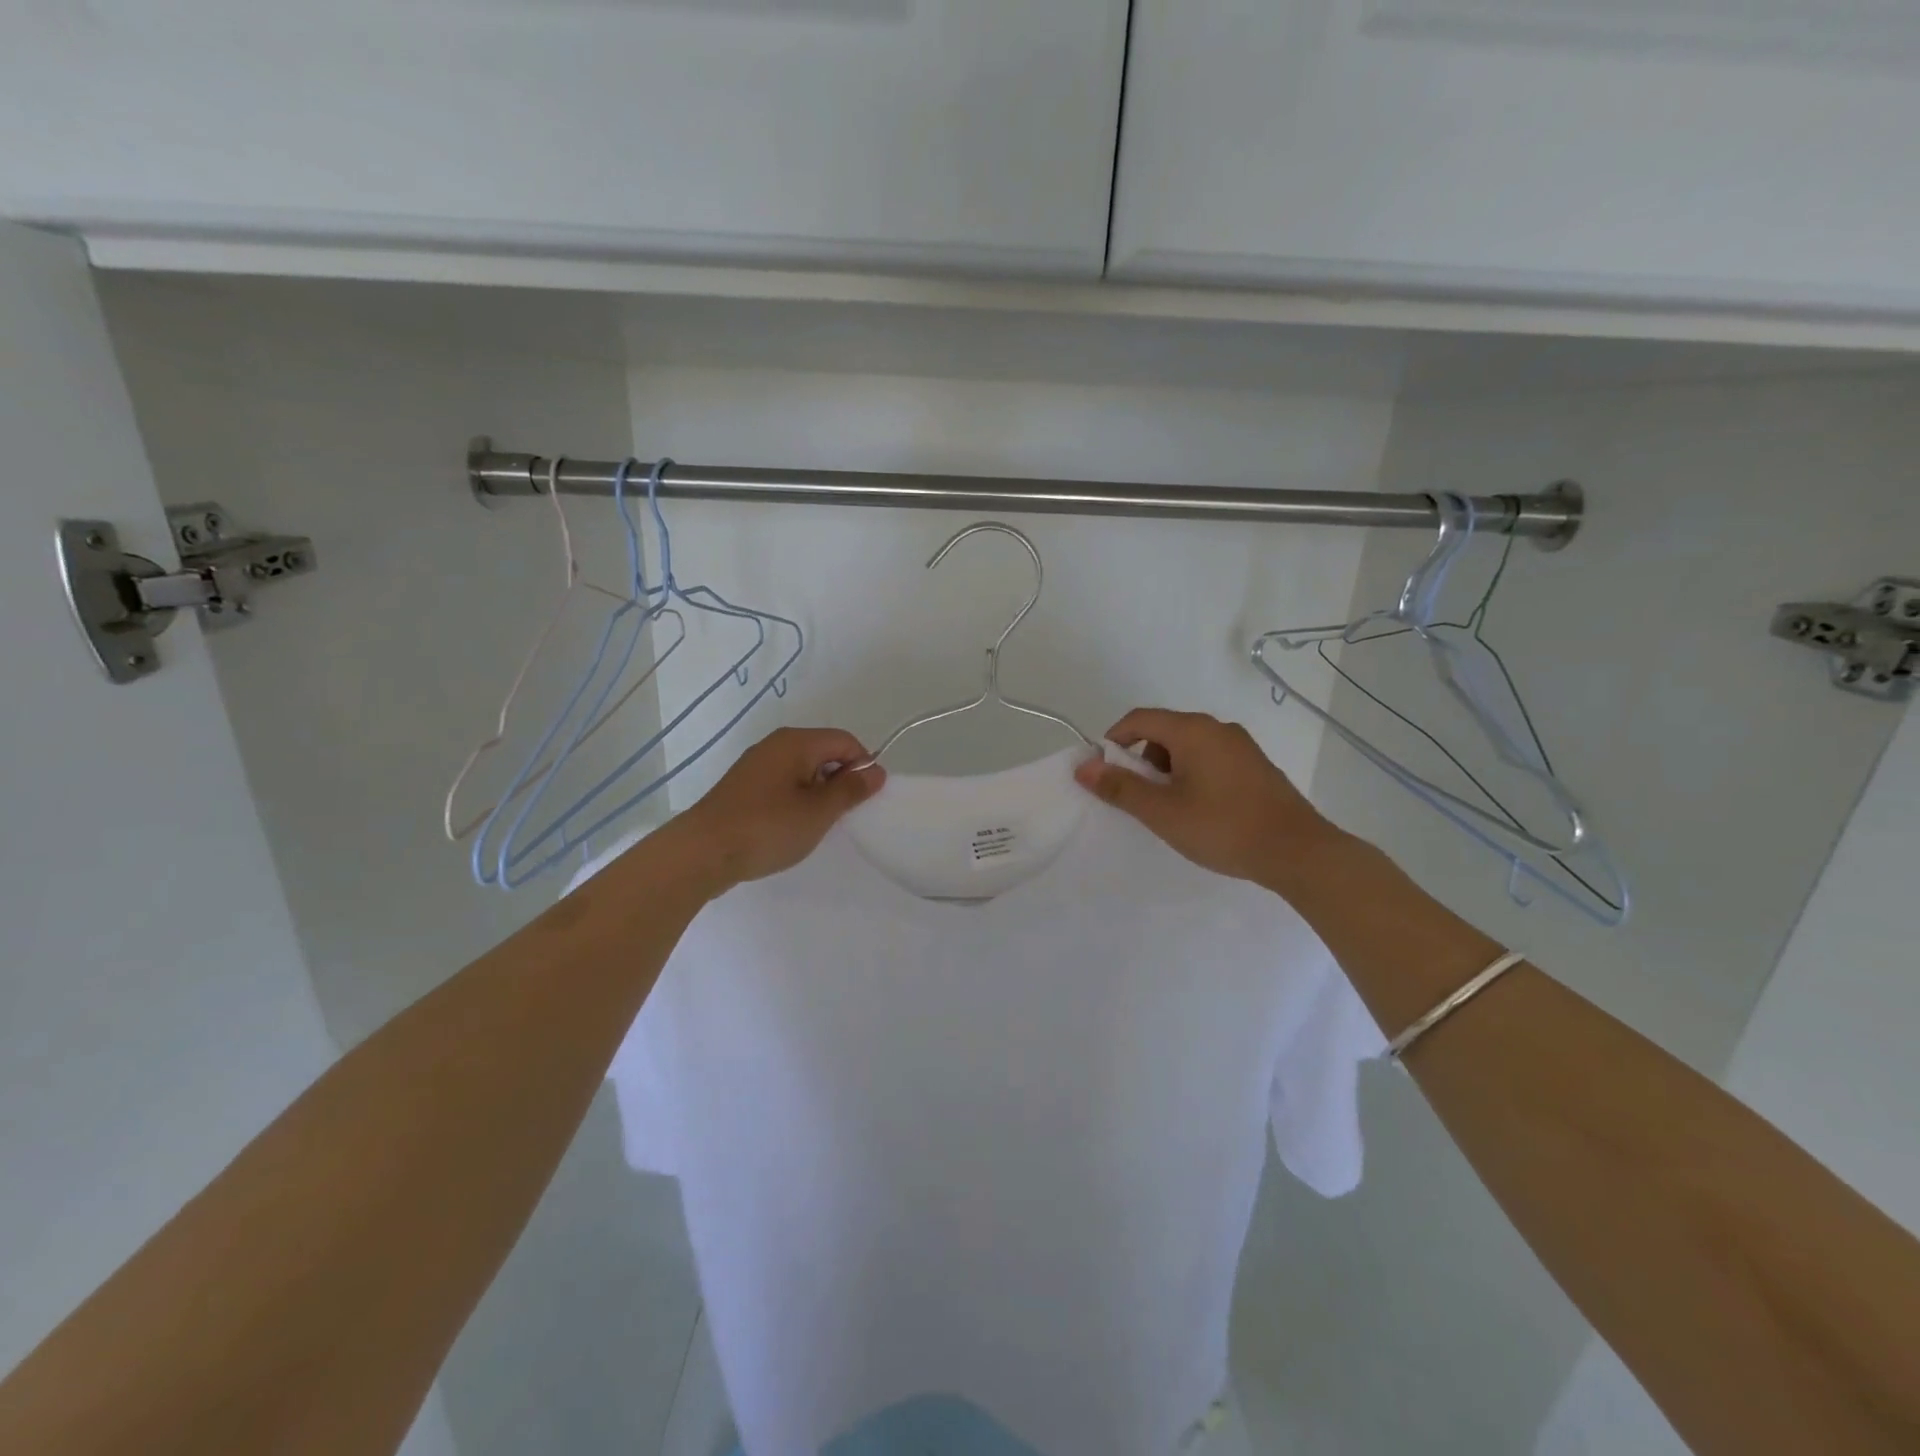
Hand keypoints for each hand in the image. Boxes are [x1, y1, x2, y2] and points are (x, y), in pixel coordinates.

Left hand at [663, 727, 884, 893]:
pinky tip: (790, 828)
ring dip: (817, 795)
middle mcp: (775, 745)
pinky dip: (795, 802)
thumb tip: (876, 771)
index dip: (862, 766)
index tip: (863, 800)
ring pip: (803, 771)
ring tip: (814, 825)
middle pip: (823, 753)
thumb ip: (851, 789)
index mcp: (796, 742)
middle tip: (840, 816)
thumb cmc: (768, 827)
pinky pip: (783, 786)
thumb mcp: (819, 811)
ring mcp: (756, 766)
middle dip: (839, 781)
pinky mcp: (743, 788)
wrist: (702, 852)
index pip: (845, 741)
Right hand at [1073, 708, 1343, 888]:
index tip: (1104, 773)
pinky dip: (1192, 775)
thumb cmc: (1222, 827)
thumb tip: (1084, 767)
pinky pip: (1210, 759)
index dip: (1113, 740)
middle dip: (1141, 760)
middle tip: (1137, 797)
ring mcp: (1241, 746)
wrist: (1297, 851)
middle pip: (1164, 731)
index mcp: (1193, 730)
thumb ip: (1120, 787)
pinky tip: (1199, 810)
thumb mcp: (1162, 811)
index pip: (1139, 719)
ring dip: (1167, 769)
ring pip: (1188, 746)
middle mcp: (1218, 728)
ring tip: (1169, 809)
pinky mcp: (1256, 766)